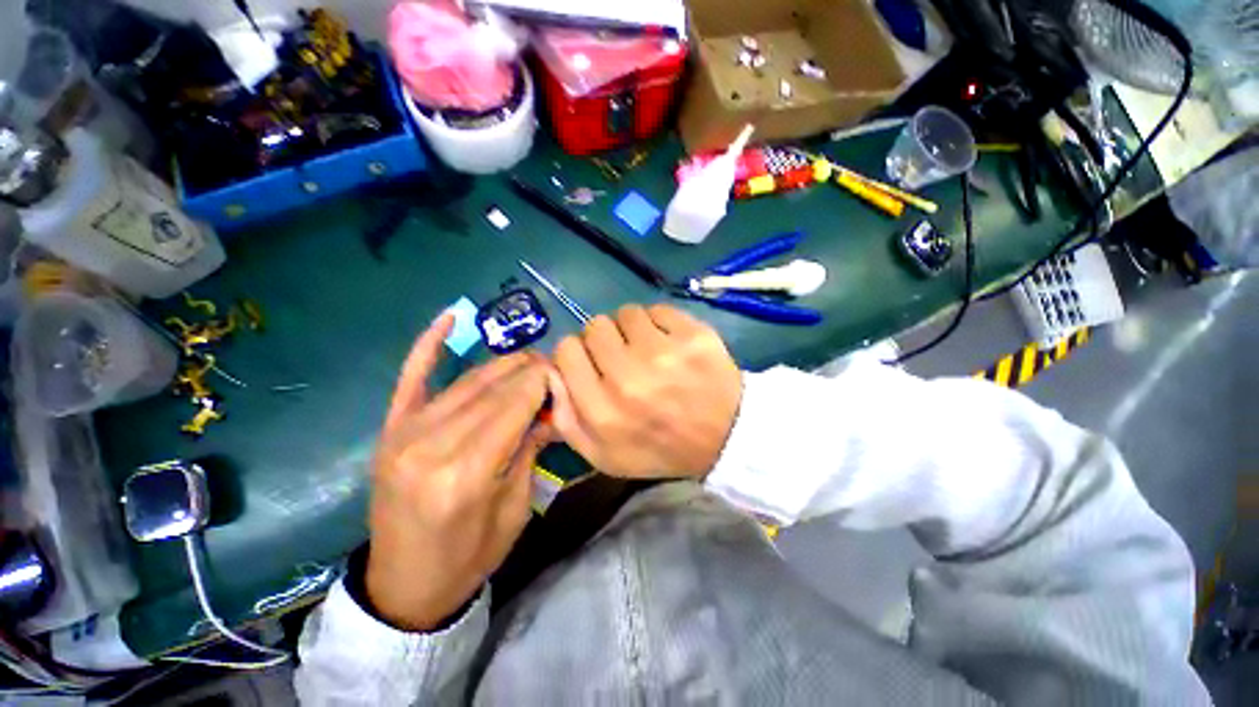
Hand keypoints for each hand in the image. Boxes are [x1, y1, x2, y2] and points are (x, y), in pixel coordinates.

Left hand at [366, 314, 550, 631]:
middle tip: (552, 367)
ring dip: (504, 365)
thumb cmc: (469, 555)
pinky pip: (412, 377)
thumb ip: (530, 449)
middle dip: (529, 370)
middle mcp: (431, 444)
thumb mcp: (515, 508)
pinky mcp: (391, 429)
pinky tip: (449, 317)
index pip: (515, 404)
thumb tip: (551, 408)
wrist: (405, 584)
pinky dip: (430, 345)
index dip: (544, 381)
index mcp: (467, 473)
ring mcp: (404, 433)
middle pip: (494, 387)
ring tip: (529, 362)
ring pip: (468, 381)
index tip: (565, 373)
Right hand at [549, 304, 741, 478]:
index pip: (566, 350)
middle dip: (603, 340)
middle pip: (594, 326)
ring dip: (631, 329)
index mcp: (602, 410)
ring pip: (625, 313)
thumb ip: (566, 420)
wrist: (724, 437)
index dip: (576, 353)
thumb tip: (550, 374)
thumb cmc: (660, 447)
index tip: (592, 362)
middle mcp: (628, 378)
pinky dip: (659, 323)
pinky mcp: (692, 335)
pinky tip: (670, 343)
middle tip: (623, 356)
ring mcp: (663, 353)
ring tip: (648, 350)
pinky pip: (658, 309)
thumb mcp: (603, 455)